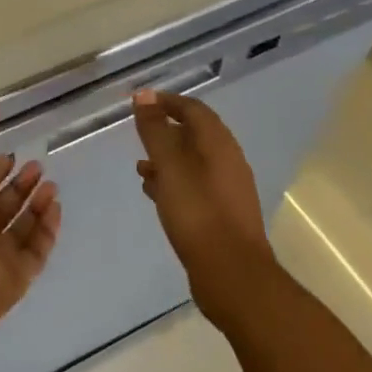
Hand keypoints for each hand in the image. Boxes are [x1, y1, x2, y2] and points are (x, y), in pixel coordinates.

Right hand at [133, 89, 277, 326]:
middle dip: (165, 131)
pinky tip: (154, 194)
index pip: (193, 109)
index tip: (140, 103)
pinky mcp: (222, 215)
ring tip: (140, 166)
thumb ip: (155, 131)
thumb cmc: (198, 213)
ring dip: (167, 159)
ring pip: (193, 163)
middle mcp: (227, 161)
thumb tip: (145, 95)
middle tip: (138, 134)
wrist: (233, 276)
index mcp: (219, 144)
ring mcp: (227, 190)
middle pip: (195, 135)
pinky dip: (173, 182)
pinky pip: (194, 186)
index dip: (166, 102)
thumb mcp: (170, 166)